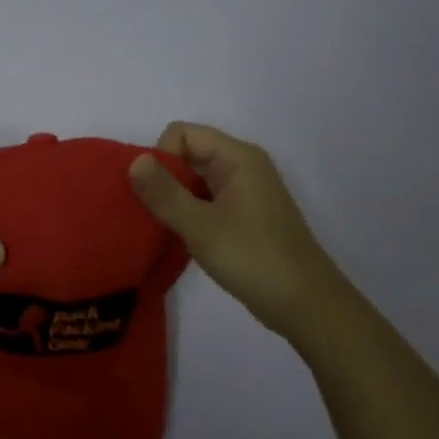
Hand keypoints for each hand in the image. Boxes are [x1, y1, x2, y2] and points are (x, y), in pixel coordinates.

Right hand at [127, 122, 348, 334]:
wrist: (305, 304)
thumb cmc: (253, 259)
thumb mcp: (201, 226)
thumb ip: (164, 193)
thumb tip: (134, 160)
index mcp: (238, 158)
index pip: (182, 133)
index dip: (161, 158)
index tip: (156, 195)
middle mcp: (242, 166)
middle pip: (187, 153)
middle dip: (163, 178)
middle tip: (152, 214)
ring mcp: (244, 192)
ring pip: (194, 179)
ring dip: (173, 198)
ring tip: (163, 228)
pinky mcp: (243, 215)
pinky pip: (205, 199)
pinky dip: (187, 212)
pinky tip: (180, 237)